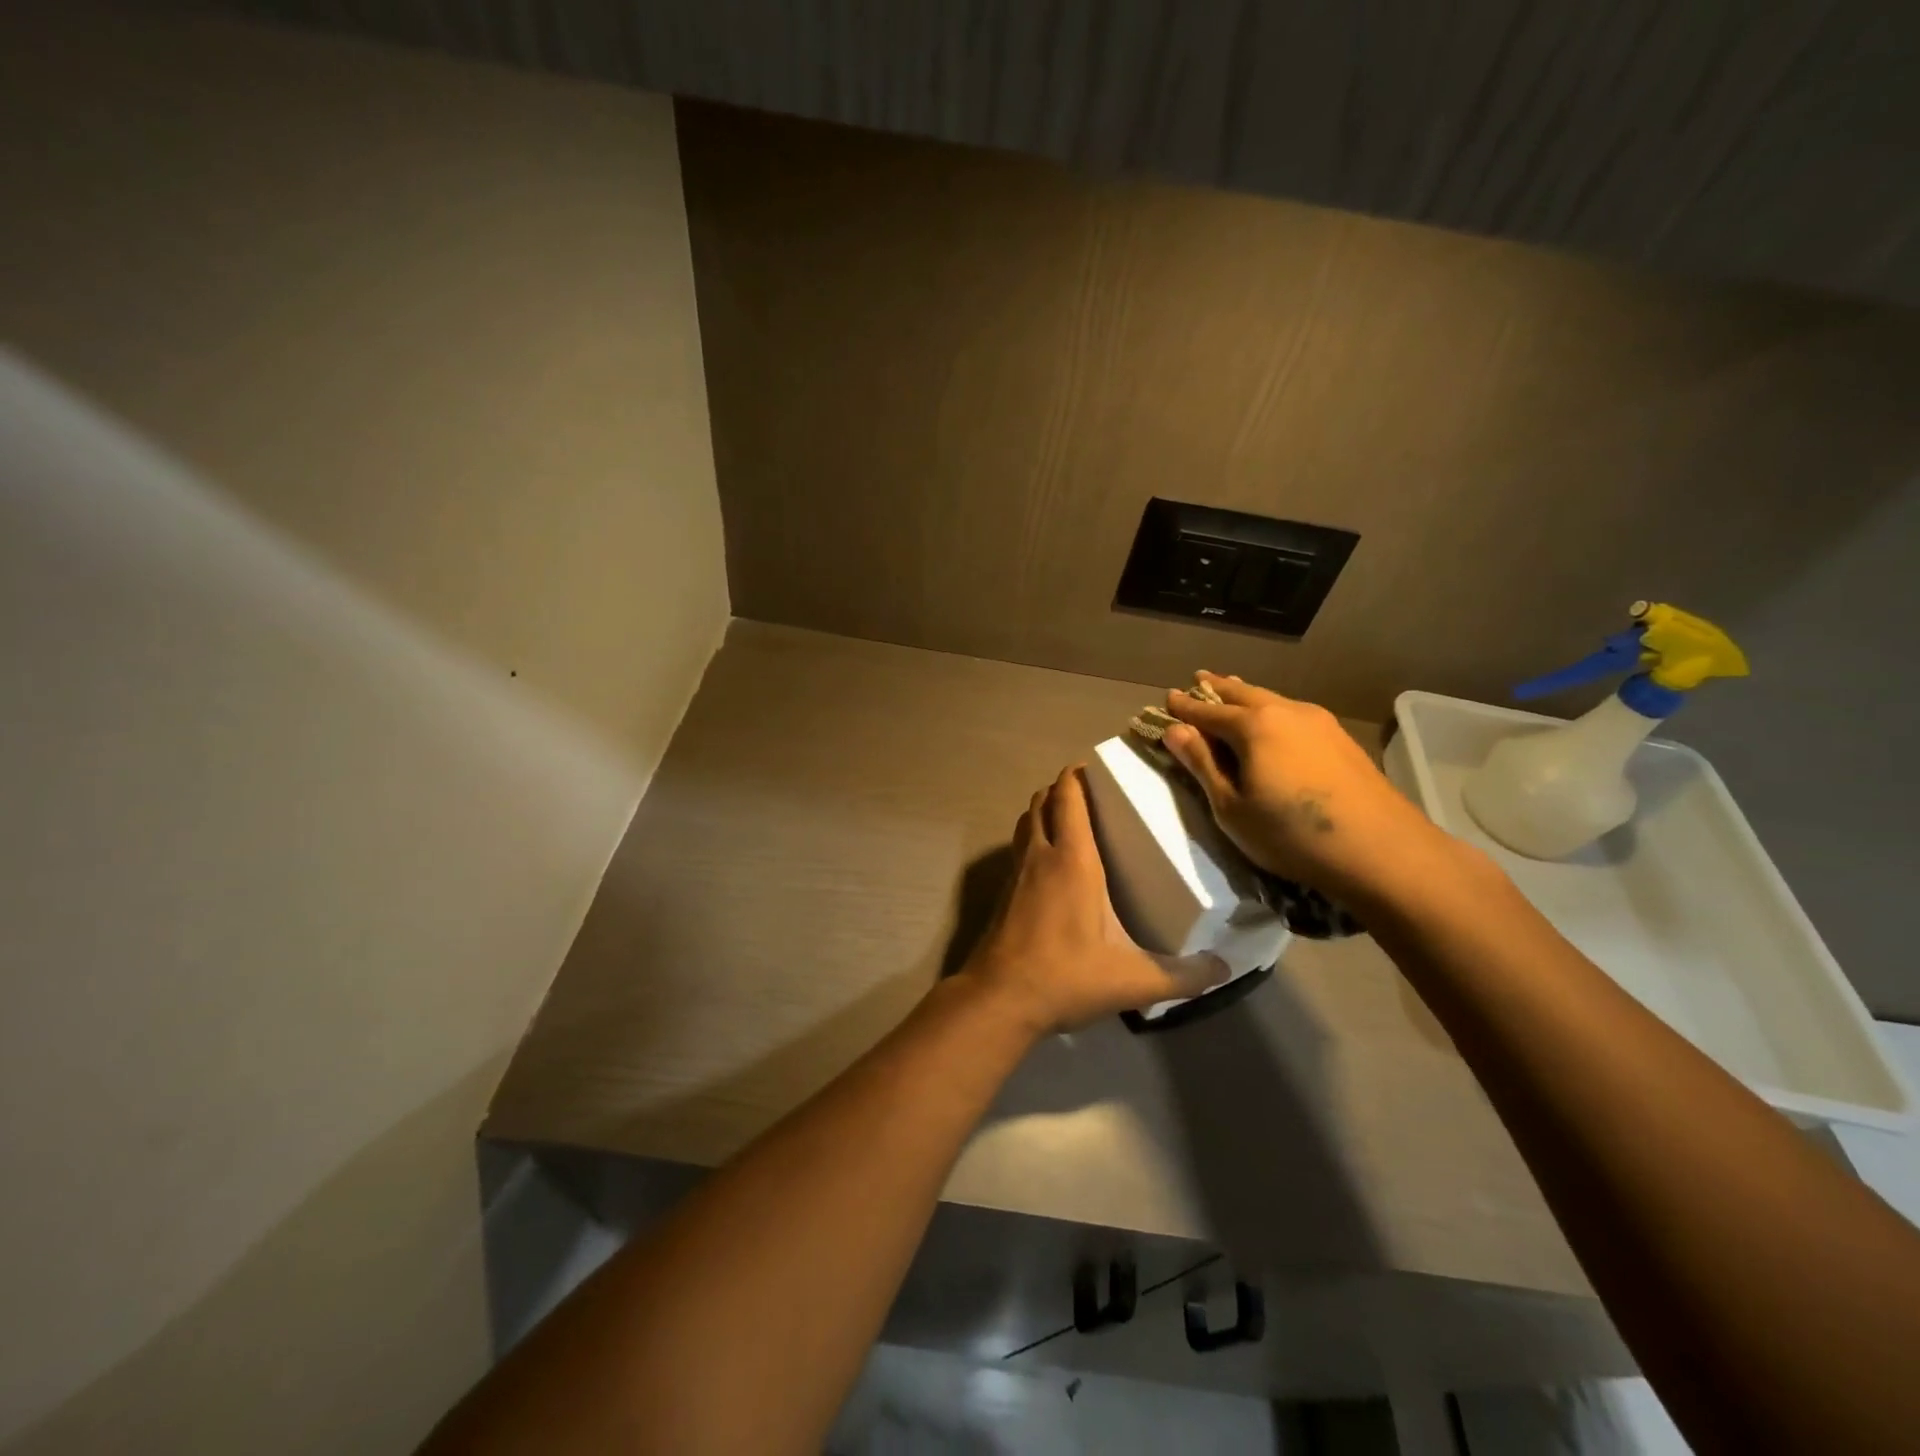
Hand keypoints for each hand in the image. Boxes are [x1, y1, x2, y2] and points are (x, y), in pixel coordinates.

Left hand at [960, 767, 1228, 1035]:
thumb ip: (1184, 976)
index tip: (1097, 767)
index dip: (1077, 774)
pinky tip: (1052, 865)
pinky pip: (1018, 848)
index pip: (1068, 797)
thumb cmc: (1066, 976)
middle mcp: (1040, 855)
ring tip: (1071, 820)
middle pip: (1042, 801)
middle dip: (1062, 788)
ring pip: (1026, 822)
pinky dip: (1033, 839)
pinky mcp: (1003, 893)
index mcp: (1072, 859)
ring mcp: (1016, 873)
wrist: (1000, 999)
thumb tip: (1226, 969)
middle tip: (1092, 793)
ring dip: (1043, 811)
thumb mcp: (1134, 980)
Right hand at [1161, 672, 1463, 910]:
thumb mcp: (1231, 808)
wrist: (1381, 850)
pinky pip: (1293, 713)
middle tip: (1198, 680)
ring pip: (1272, 700)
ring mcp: (1319, 721)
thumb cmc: (1291, 833)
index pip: (1207, 711)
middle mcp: (1285, 711)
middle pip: (1242, 693)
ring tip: (1233, 691)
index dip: (1183, 707)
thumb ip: (1202, 765)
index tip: (1166, 699)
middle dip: (1216, 689)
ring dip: (1247, 695)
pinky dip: (1273, 710)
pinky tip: (1275, 721)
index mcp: (1253, 725)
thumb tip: (1175, 731)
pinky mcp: (1341, 738)